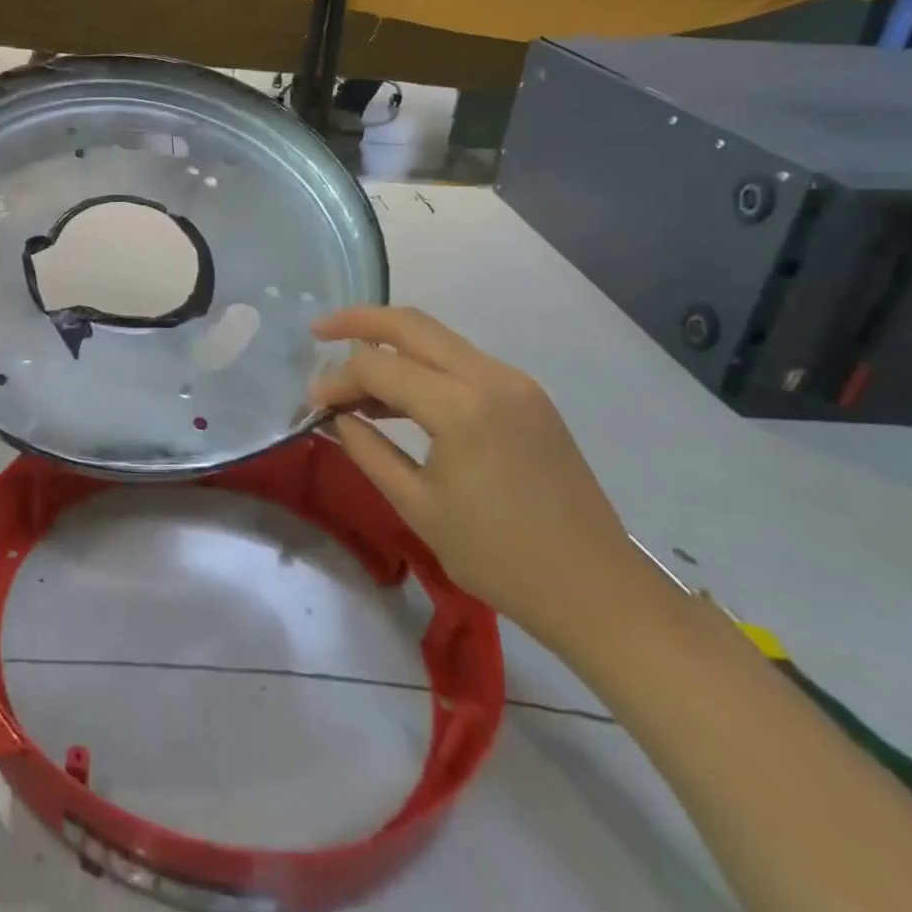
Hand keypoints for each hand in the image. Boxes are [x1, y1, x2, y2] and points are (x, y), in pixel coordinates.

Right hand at [307, 306, 641, 646]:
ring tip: (351, 374)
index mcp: (462, 407)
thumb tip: (333, 417)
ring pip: (437, 338)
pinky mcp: (528, 397)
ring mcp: (516, 383)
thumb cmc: (499, 557)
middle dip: (358, 320)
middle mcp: (491, 378)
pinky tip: (399, 397)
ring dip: (390, 344)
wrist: (598, 591)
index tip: (312, 406)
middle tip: (318, 331)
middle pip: (410, 324)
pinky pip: (461, 362)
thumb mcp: (417, 506)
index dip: (336, 381)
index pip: (377, 366)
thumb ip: (366, 450)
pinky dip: (422, 366)